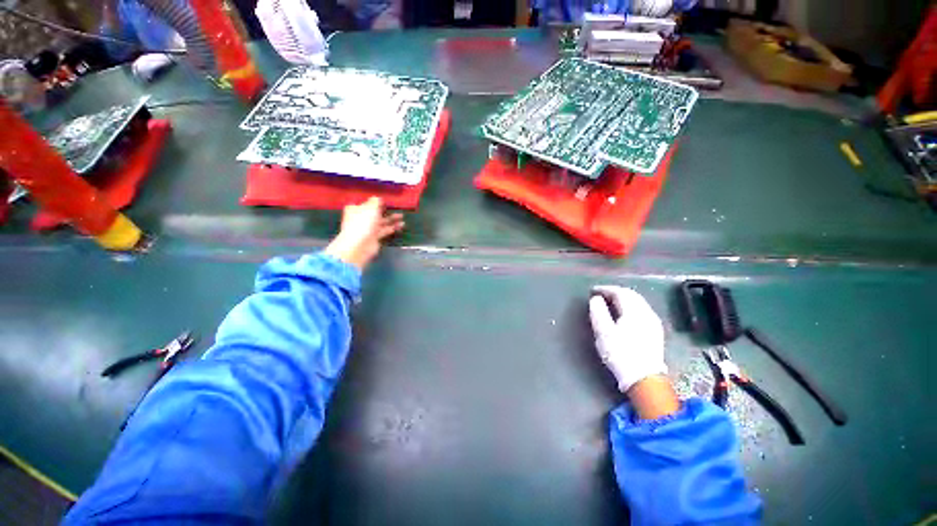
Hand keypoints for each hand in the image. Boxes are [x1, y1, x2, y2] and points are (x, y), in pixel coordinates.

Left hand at [325, 197, 404, 270]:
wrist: (360, 245)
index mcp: (355, 209)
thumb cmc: (363, 223)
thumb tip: (378, 198)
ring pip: (381, 221)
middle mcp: (361, 218)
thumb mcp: (371, 208)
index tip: (385, 199)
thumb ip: (376, 201)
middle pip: (374, 212)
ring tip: (402, 216)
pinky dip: (393, 227)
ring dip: (391, 219)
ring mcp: (368, 228)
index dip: (375, 201)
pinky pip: (385, 230)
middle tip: (396, 207)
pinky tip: (402, 225)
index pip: (365, 203)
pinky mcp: (375, 237)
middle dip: (385, 210)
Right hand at [588, 286, 667, 393]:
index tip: (593, 291)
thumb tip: (596, 299)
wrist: (643, 378)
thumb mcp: (603, 332)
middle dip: (615, 292)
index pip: (620, 292)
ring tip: (610, 303)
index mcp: (634, 311)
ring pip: (638, 303)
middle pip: (631, 295)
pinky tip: (624, 315)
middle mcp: (647, 313)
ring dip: (623, 299)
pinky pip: (642, 311)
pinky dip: (630, 307)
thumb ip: (598, 312)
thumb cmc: (620, 353)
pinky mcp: (655, 332)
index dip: (606, 289)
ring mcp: (653, 323)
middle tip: (601, 295)